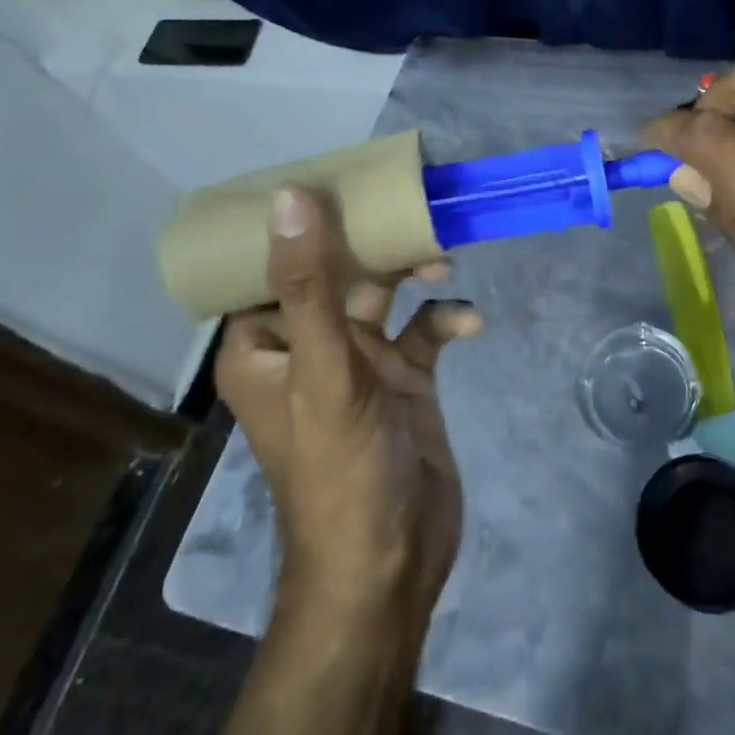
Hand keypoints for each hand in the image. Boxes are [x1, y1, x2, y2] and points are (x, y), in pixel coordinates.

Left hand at [214, 187, 481, 616]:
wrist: (391, 561)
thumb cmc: (339, 468)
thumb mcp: (323, 370)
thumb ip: (309, 283)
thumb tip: (290, 195)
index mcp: (266, 343)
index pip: (268, 261)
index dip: (296, 216)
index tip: (334, 173)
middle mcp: (308, 344)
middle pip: (336, 268)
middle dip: (372, 239)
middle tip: (410, 207)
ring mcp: (359, 361)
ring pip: (384, 292)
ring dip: (413, 271)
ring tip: (443, 259)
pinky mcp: (405, 378)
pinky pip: (425, 331)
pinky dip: (446, 320)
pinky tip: (468, 324)